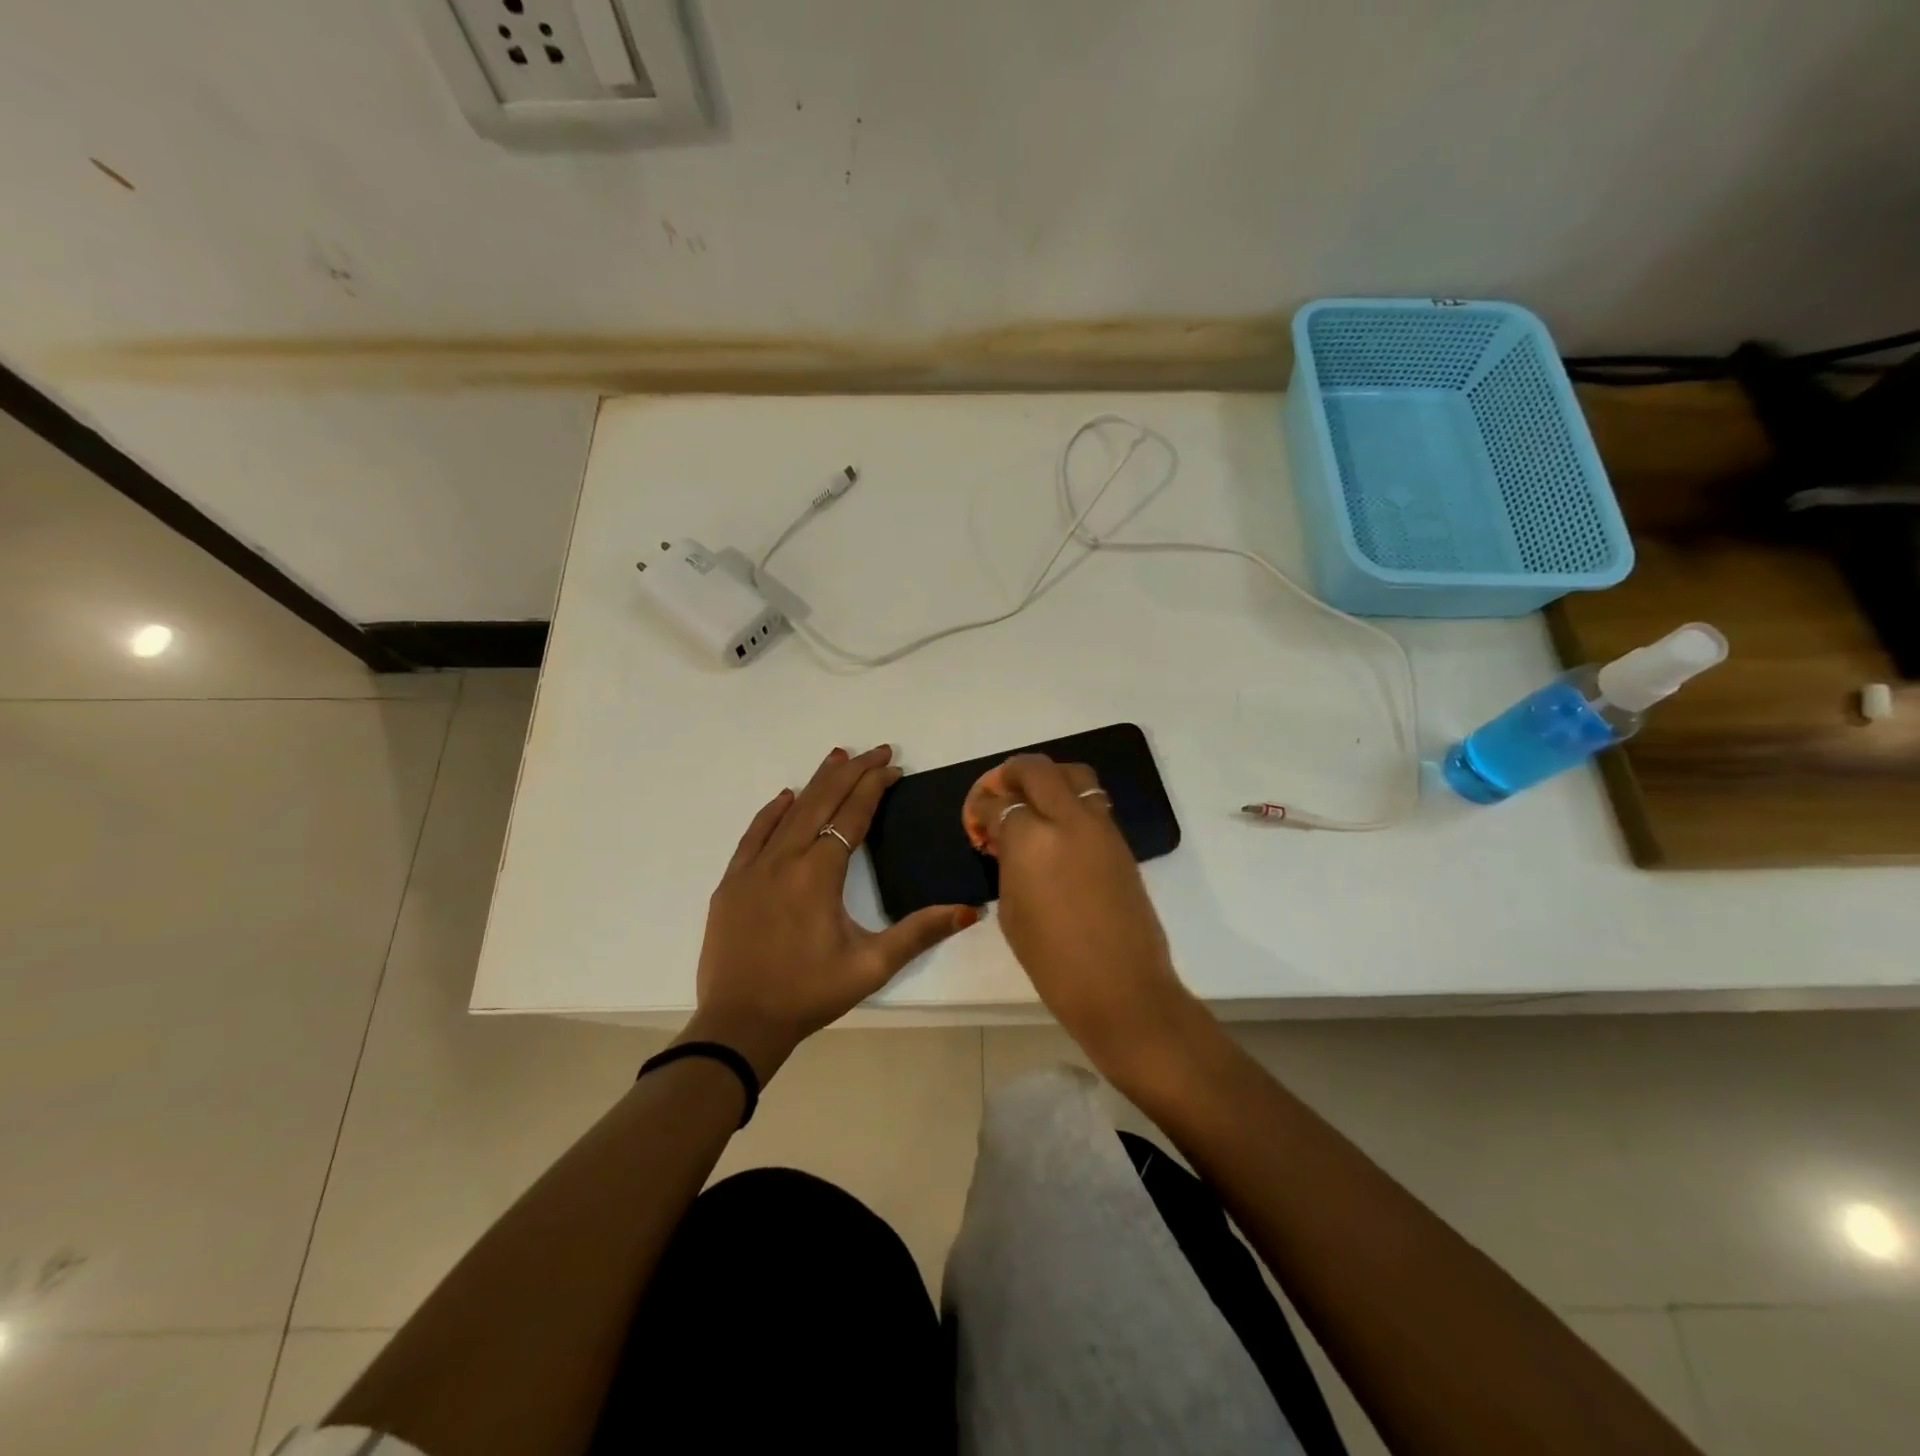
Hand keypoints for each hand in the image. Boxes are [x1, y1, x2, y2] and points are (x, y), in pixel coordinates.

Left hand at [686, 744, 978, 1081]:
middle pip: (822, 801)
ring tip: (838, 756)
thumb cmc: (809, 994)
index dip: (874, 787)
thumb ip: (919, 933)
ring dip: (816, 782)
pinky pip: (754, 834)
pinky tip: (786, 797)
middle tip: (877, 750)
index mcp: (819, 873)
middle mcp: (785, 859)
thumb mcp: (871, 966)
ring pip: (789, 811)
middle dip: (852, 771)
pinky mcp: (732, 882)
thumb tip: (969, 910)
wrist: (739, 1023)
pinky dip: (773, 811)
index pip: (853, 815)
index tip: (894, 767)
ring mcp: (753, 868)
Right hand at [962, 754, 1199, 1083]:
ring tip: (1035, 800)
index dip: (982, 806)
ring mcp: (1100, 828)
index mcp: (1030, 841)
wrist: (1122, 987)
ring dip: (1049, 778)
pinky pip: (1093, 801)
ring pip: (1074, 775)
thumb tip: (1008, 841)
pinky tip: (1060, 826)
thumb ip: (1009, 864)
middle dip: (1013, 773)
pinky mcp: (1121, 842)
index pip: (1000, 803)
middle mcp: (1067, 821)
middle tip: (1002, 789)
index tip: (978, 816)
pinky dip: (1072, 800)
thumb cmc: (1053, 962)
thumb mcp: (1012, 911)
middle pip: (1038, 770)